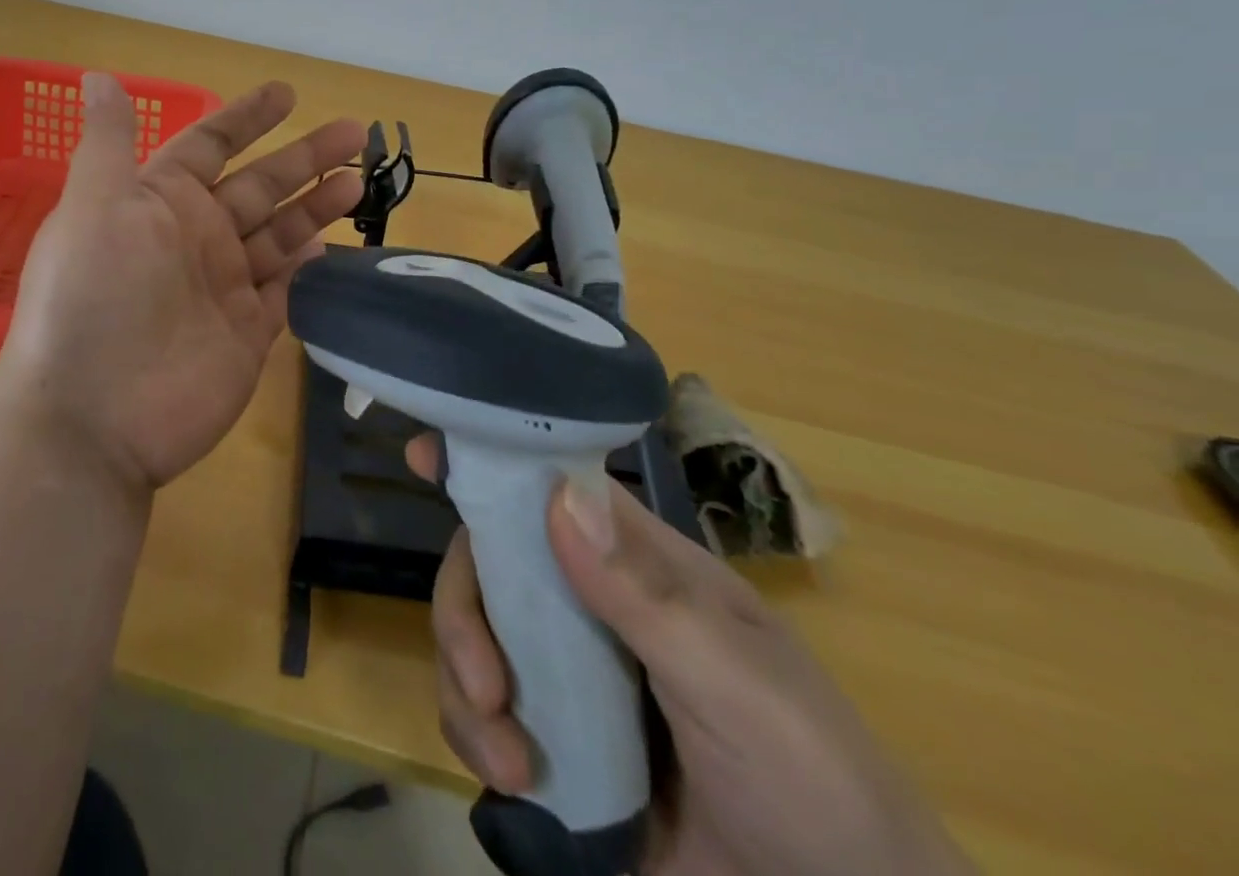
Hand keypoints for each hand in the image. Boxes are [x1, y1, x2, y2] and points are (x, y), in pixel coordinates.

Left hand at [0, 73, 363, 491]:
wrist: (94, 417)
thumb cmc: (93, 297)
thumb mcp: (93, 206)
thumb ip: (109, 142)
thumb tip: (98, 76)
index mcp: (160, 201)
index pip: (211, 145)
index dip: (247, 118)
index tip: (288, 93)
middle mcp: (195, 237)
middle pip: (261, 185)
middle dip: (306, 157)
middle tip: (357, 132)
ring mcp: (223, 286)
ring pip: (281, 235)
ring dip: (317, 207)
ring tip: (359, 183)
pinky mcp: (247, 333)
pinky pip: (285, 290)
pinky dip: (308, 270)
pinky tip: (335, 246)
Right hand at [409, 438, 975, 875]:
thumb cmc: (817, 789)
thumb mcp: (741, 688)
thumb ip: (648, 597)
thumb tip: (557, 496)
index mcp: (637, 567)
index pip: (553, 491)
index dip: (491, 467)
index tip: (426, 454)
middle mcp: (590, 605)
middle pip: (490, 566)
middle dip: (464, 613)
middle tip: (482, 681)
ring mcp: (567, 676)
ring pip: (475, 637)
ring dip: (464, 686)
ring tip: (506, 757)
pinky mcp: (552, 745)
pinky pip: (480, 714)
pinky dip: (476, 737)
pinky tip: (514, 781)